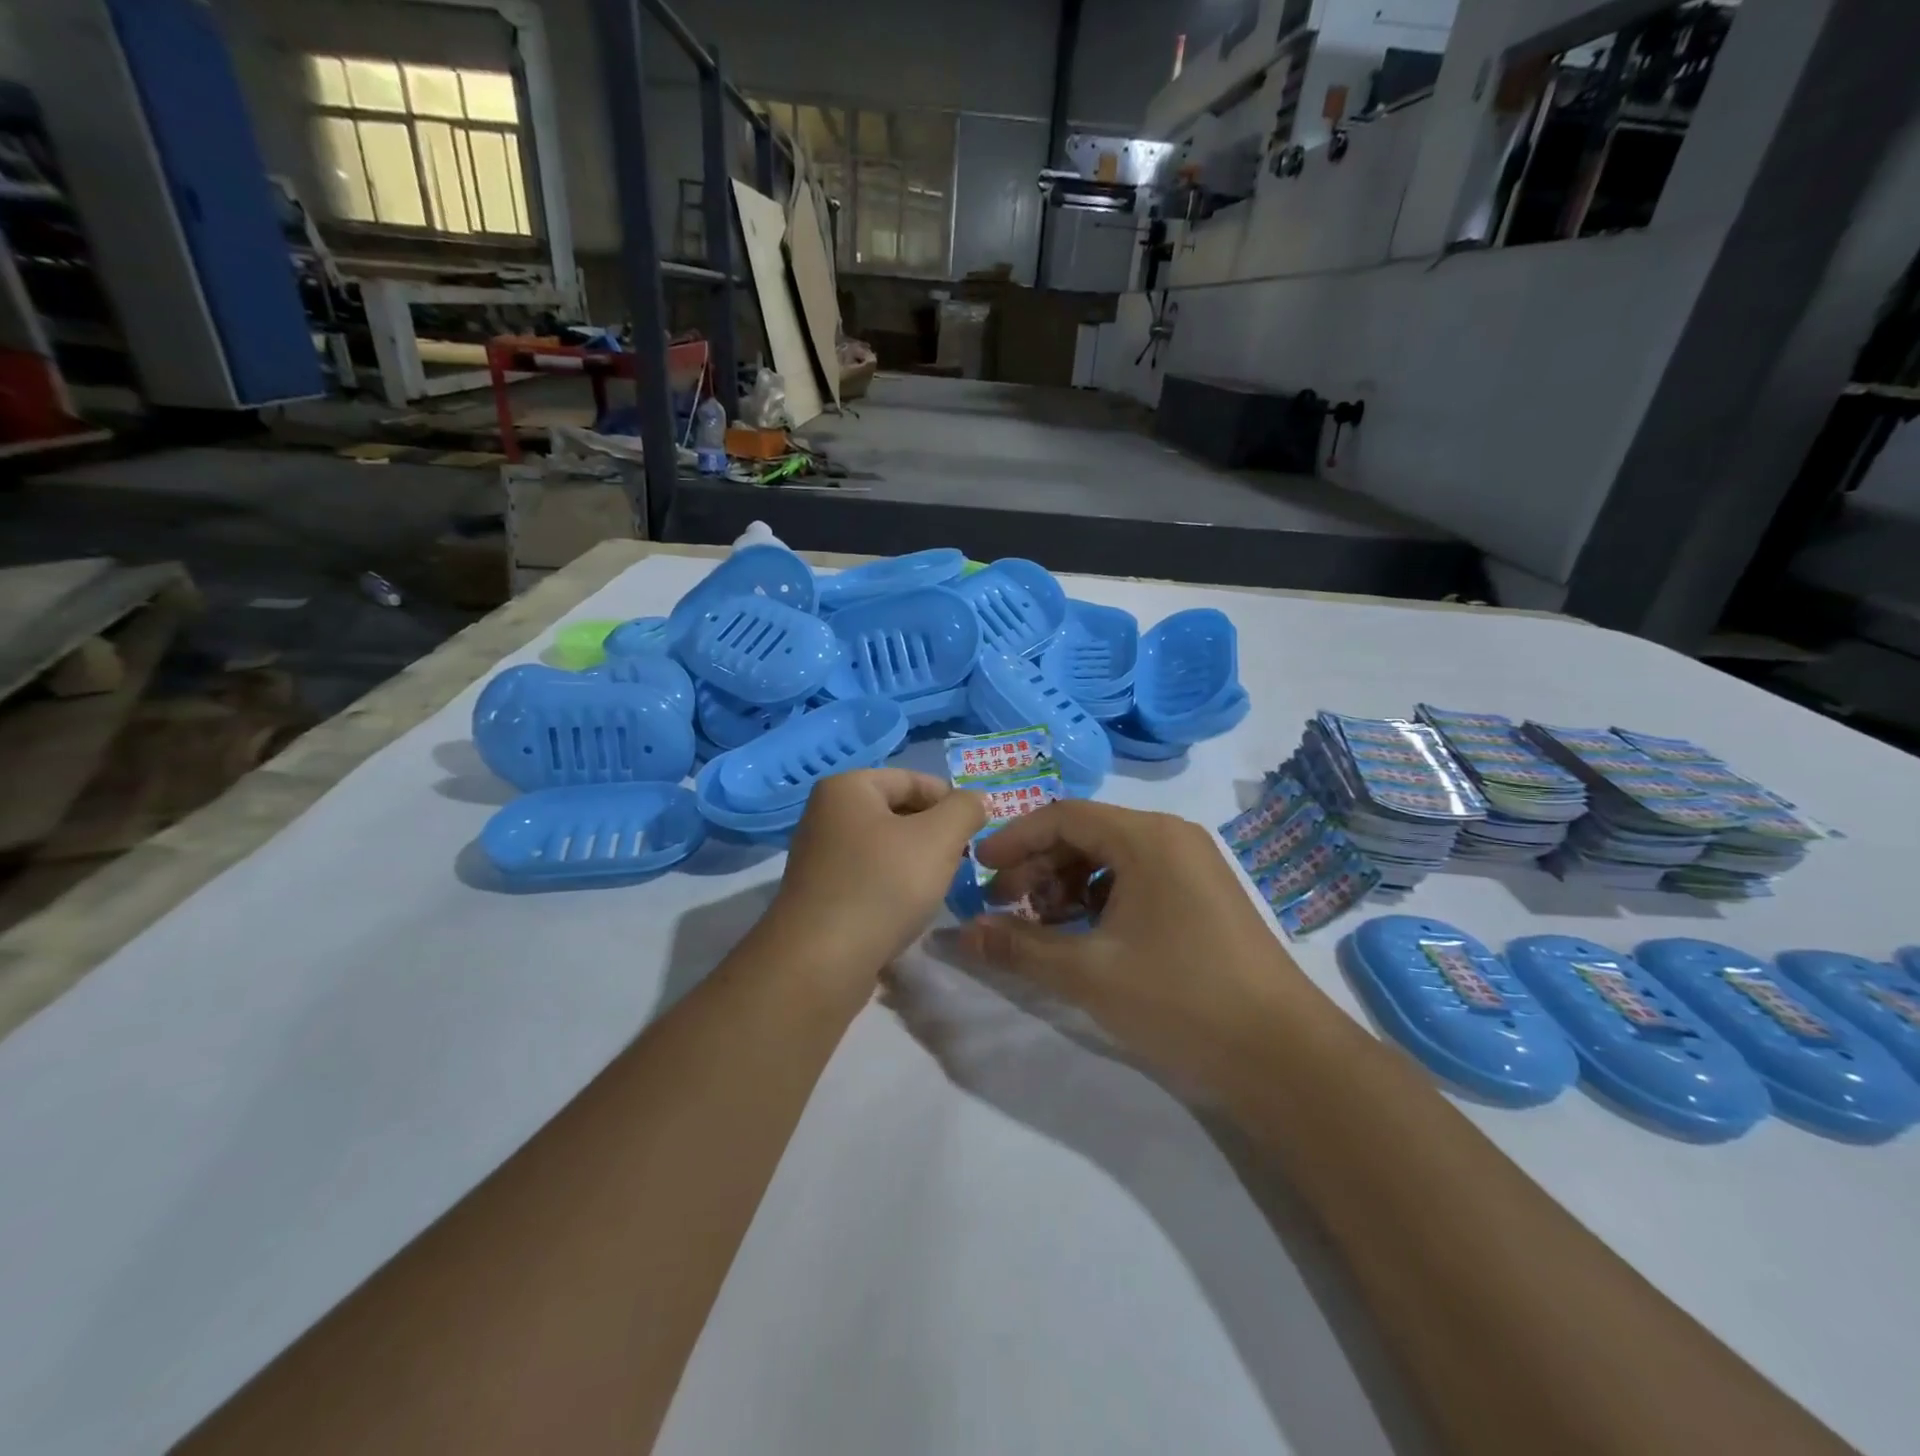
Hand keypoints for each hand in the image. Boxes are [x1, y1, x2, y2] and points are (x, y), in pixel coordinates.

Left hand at [763, 769, 985, 979]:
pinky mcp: (819, 893)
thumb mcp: (939, 838)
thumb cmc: (883, 885)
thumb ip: (965, 809)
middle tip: (961, 860)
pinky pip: (868, 876)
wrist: (821, 961)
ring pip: (884, 847)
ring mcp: (818, 855)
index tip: (976, 831)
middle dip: (934, 833)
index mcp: (847, 787)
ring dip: (915, 862)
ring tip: (937, 887)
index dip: (951, 801)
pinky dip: (892, 885)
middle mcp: (826, 813)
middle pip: (897, 812)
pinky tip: (908, 909)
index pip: (913, 779)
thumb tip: (976, 800)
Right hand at [952, 801, 1325, 1088]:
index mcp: (1146, 836)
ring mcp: (1192, 866)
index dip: (1013, 840)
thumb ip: (1020, 947)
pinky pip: (1136, 880)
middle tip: (1004, 907)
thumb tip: (964, 933)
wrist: (1283, 1056)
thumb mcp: (1088, 973)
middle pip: (1086, 834)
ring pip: (1110, 859)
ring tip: (1041, 927)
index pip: (1063, 816)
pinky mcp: (1202, 896)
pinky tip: (1084, 937)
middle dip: (1038, 867)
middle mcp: (1171, 837)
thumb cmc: (1180, 999)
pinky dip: (1100, 901)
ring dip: (1066, 886)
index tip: (978, 871)